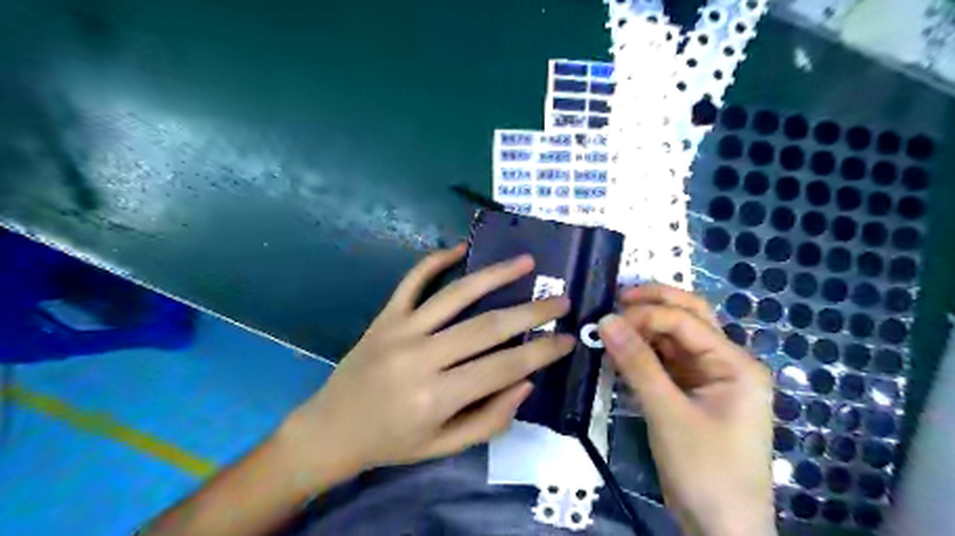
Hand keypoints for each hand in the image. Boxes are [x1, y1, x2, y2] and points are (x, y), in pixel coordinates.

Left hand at [281, 242, 573, 475]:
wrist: (331, 429)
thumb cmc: (392, 443)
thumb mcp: (445, 446)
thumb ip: (490, 418)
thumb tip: (526, 382)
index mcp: (436, 397)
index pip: (504, 368)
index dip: (541, 352)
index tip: (568, 338)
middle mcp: (421, 358)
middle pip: (487, 326)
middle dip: (531, 311)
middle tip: (561, 300)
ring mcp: (400, 330)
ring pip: (456, 294)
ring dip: (495, 275)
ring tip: (526, 262)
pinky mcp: (385, 316)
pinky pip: (412, 281)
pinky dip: (435, 260)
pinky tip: (460, 248)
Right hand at [604, 285, 774, 535]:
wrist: (721, 528)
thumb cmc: (705, 469)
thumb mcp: (668, 413)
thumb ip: (637, 364)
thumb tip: (606, 320)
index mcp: (734, 363)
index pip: (686, 321)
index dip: (646, 314)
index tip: (607, 321)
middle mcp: (724, 362)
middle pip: (688, 318)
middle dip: (652, 305)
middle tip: (615, 300)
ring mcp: (707, 378)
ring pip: (673, 339)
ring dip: (643, 329)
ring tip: (610, 327)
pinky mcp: (690, 393)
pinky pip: (664, 362)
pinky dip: (642, 354)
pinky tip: (619, 352)